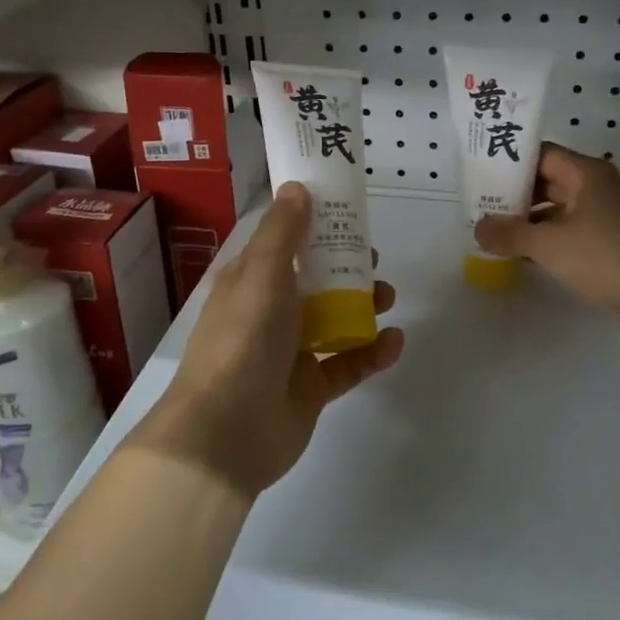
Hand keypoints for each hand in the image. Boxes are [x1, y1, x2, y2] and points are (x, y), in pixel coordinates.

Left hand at [131, 183, 404, 500]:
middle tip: (373, 257)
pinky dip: (371, 353)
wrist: (225, 432)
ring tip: (388, 296)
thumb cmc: (243, 339)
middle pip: (313, 280)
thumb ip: (282, 231)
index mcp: (250, 281)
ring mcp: (289, 353)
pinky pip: (346, 364)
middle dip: (345, 266)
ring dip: (363, 305)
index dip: (312, 225)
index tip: (346, 211)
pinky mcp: (309, 389)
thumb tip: (296, 187)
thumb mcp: (262, 274)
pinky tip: (394, 342)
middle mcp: (268, 313)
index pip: (283, 243)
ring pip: (333, 320)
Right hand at [474, 143, 619, 339]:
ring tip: (492, 231)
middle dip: (514, 194)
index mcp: (585, 173)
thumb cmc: (603, 255)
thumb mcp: (548, 243)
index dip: (510, 161)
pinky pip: (566, 232)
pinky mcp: (606, 243)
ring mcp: (603, 216)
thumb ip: (509, 234)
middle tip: (480, 205)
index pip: (541, 154)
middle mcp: (595, 188)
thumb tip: (478, 228)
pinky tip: (519, 254)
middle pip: (547, 181)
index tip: (481, 173)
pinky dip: (544, 239)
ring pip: (556, 209)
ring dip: (527, 220)